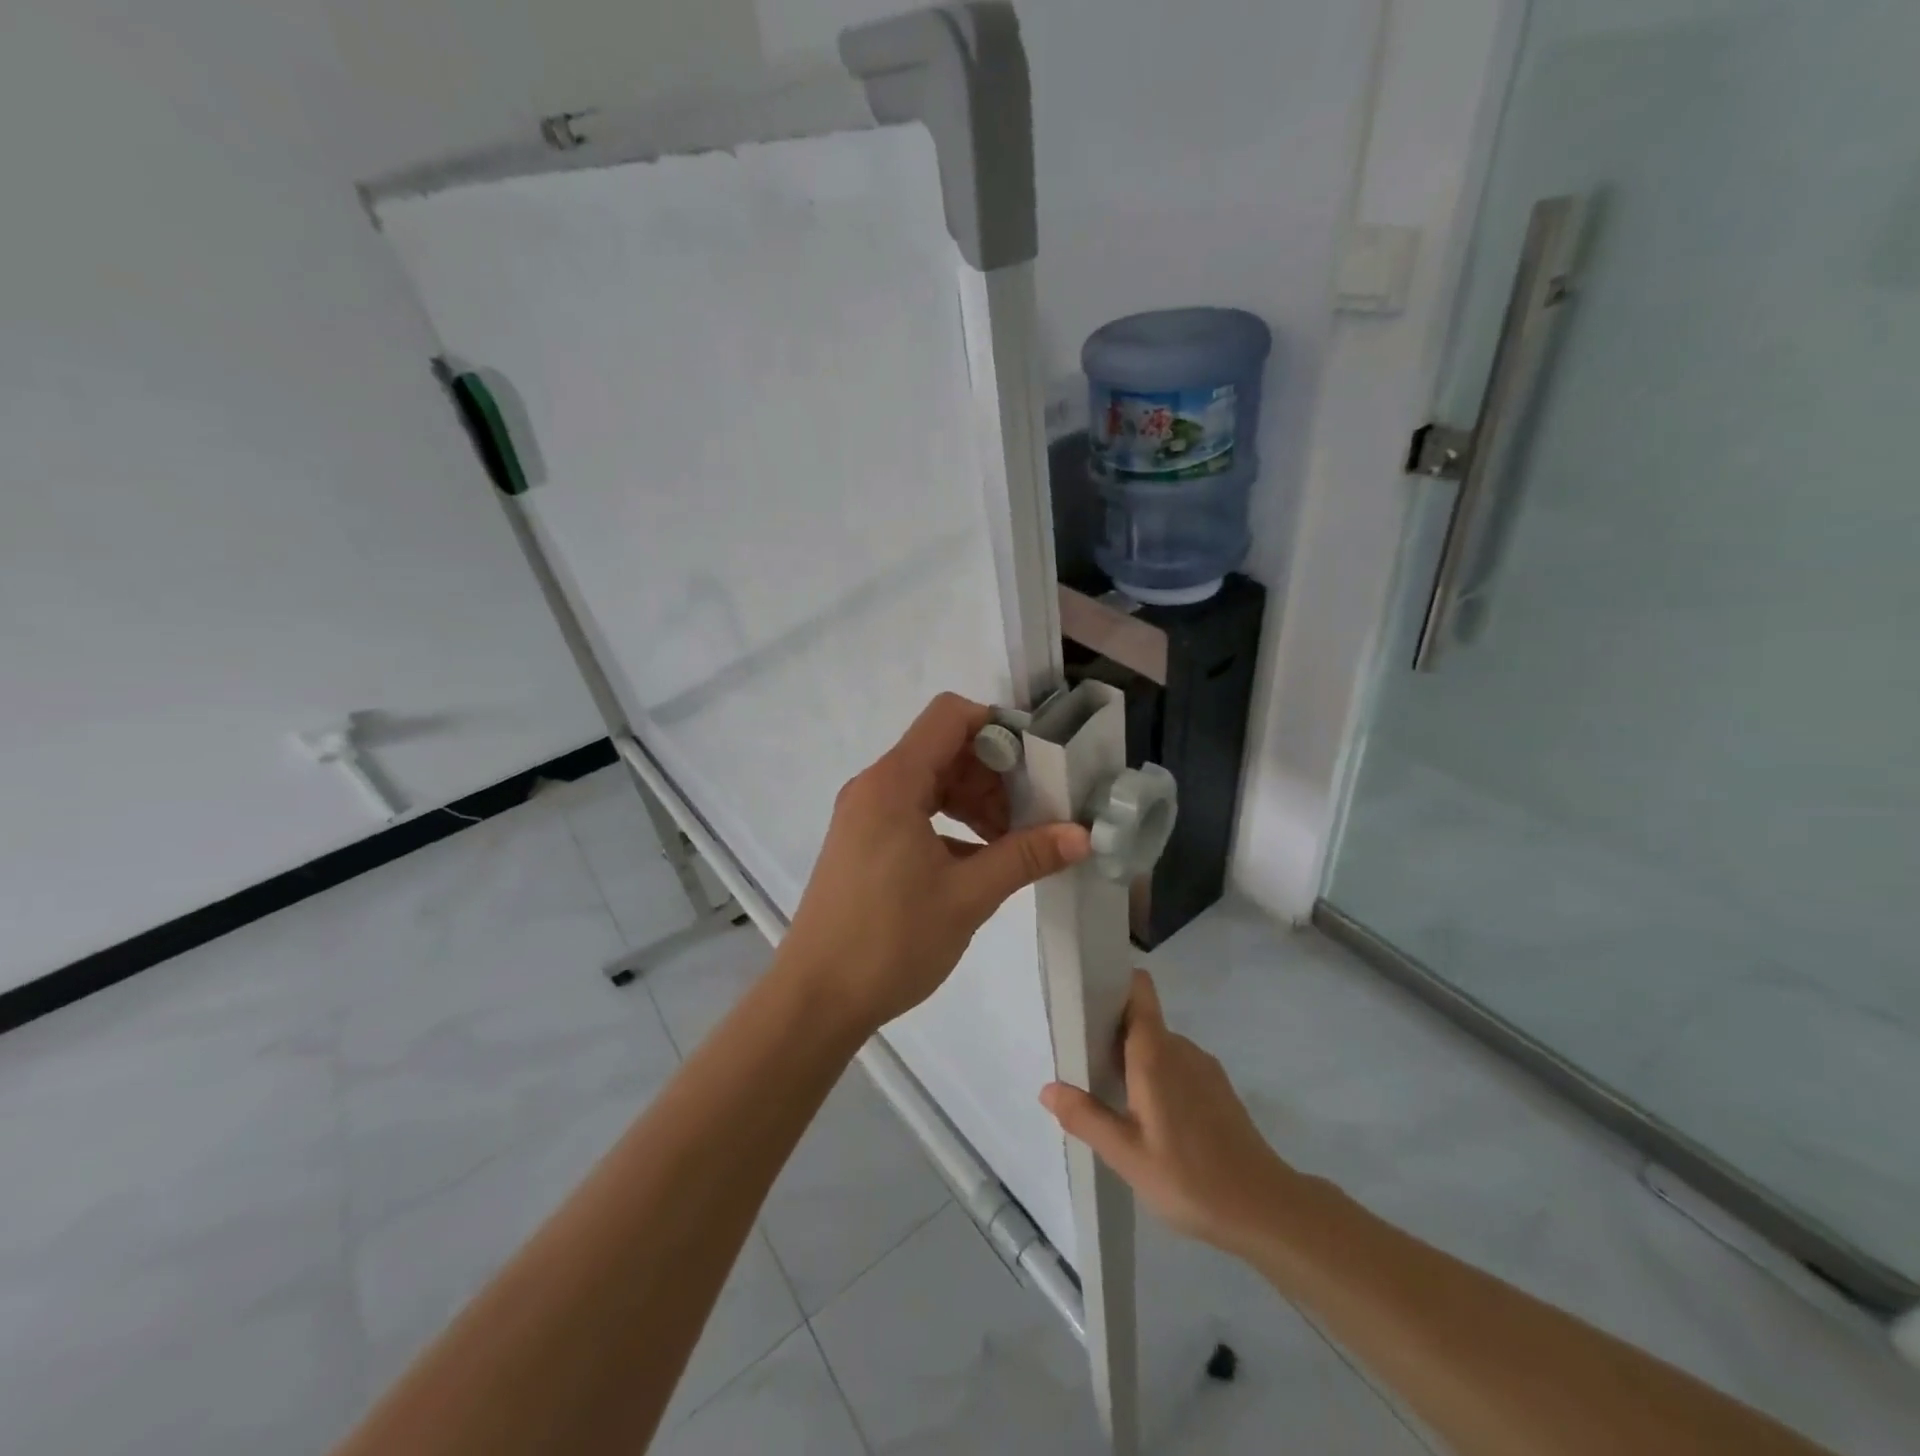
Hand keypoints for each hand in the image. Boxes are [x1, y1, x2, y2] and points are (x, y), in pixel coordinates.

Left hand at [783, 693, 1091, 1034]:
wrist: (815, 999)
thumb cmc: (890, 942)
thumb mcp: (967, 896)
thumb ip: (1025, 856)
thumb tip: (1082, 835)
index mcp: (894, 783)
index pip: (950, 716)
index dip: (998, 727)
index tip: (1038, 763)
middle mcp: (875, 787)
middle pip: (944, 749)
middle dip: (994, 773)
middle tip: (1033, 813)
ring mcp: (864, 815)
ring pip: (931, 782)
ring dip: (974, 801)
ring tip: (1010, 842)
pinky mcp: (862, 842)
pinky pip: (914, 811)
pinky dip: (950, 823)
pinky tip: (977, 861)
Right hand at [1041, 970, 1295, 1255]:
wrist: (1266, 1210)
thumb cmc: (1190, 1178)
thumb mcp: (1126, 1155)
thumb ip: (1085, 1117)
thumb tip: (1047, 1088)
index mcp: (1155, 1052)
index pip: (1138, 989)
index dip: (1112, 984)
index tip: (1084, 1000)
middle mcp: (1180, 1048)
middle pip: (1140, 1019)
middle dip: (1110, 1034)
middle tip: (1082, 1066)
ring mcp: (1203, 1067)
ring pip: (1158, 1046)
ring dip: (1133, 1061)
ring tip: (1111, 1099)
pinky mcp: (1218, 1088)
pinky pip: (1177, 1066)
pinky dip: (1157, 1078)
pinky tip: (1150, 1121)